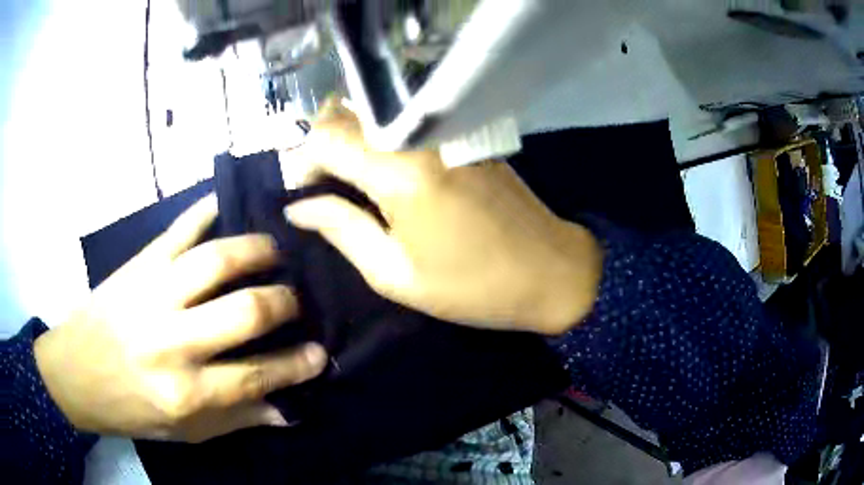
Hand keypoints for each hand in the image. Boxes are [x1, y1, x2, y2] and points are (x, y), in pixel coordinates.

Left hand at [34, 196, 326, 441]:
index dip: (296, 365)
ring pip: (215, 260)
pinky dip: (204, 211)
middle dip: (283, 303)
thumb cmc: (129, 409)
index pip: (256, 376)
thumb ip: (236, 420)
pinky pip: (177, 229)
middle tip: (296, 299)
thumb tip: (286, 410)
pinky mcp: (137, 265)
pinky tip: (224, 205)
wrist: (74, 373)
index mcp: (185, 392)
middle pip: (243, 312)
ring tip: (274, 250)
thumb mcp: (183, 432)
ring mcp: (152, 294)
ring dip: (256, 250)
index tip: (322, 353)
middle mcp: (171, 341)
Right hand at [283, 102, 602, 334]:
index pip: (325, 138)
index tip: (302, 192)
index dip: (302, 161)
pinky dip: (380, 140)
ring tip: (347, 183)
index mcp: (400, 173)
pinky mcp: (462, 135)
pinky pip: (404, 124)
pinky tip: (383, 173)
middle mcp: (420, 137)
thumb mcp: (396, 274)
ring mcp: (445, 131)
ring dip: (349, 140)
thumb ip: (342, 230)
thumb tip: (300, 207)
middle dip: (321, 145)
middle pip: (347, 115)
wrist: (552, 271)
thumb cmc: (473, 286)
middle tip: (321, 187)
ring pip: (375, 114)